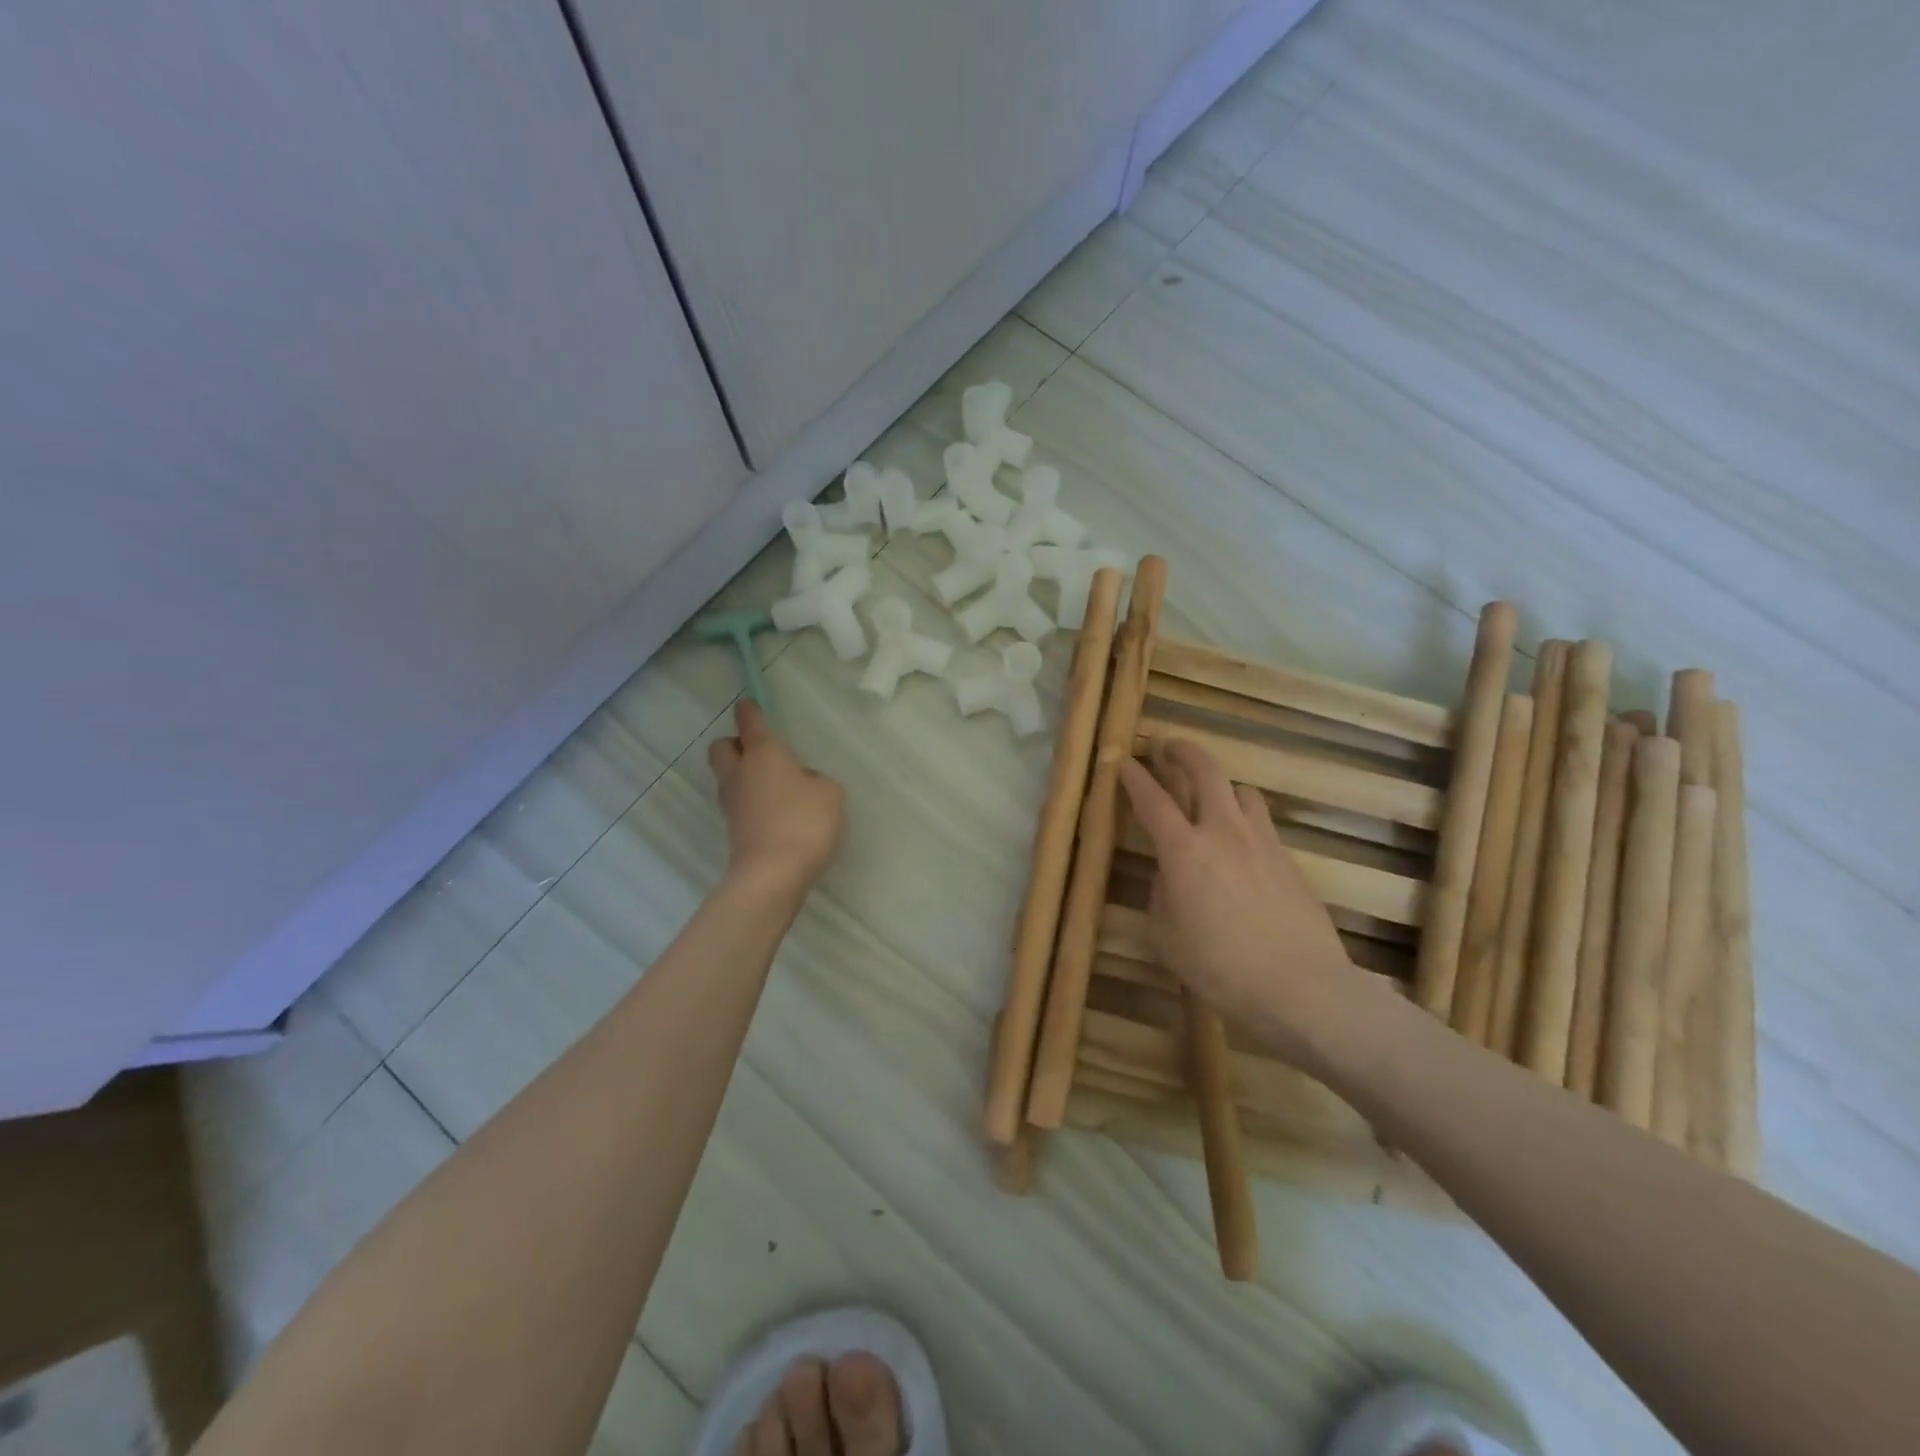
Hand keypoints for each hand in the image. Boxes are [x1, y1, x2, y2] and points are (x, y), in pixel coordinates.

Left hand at [708, 701, 844, 891]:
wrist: (773, 874)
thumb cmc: (804, 822)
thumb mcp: (830, 793)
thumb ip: (817, 779)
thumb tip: (801, 783)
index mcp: (764, 753)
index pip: (750, 722)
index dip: (750, 711)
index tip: (750, 705)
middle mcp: (740, 773)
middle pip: (722, 748)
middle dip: (735, 744)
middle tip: (760, 751)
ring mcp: (732, 803)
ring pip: (728, 776)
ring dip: (742, 774)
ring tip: (773, 785)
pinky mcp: (734, 830)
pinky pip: (739, 804)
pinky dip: (751, 801)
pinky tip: (775, 811)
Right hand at [1118, 740, 1351, 1067]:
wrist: (1302, 988)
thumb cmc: (1220, 968)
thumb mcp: (1166, 937)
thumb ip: (1161, 894)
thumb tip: (1170, 875)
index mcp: (1184, 851)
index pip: (1152, 799)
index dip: (1133, 776)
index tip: (1123, 758)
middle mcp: (1224, 833)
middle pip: (1206, 771)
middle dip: (1184, 751)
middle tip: (1169, 746)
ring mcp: (1263, 843)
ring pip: (1243, 791)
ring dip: (1222, 787)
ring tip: (1211, 800)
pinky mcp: (1290, 861)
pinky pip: (1262, 826)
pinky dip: (1245, 824)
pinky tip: (1241, 853)